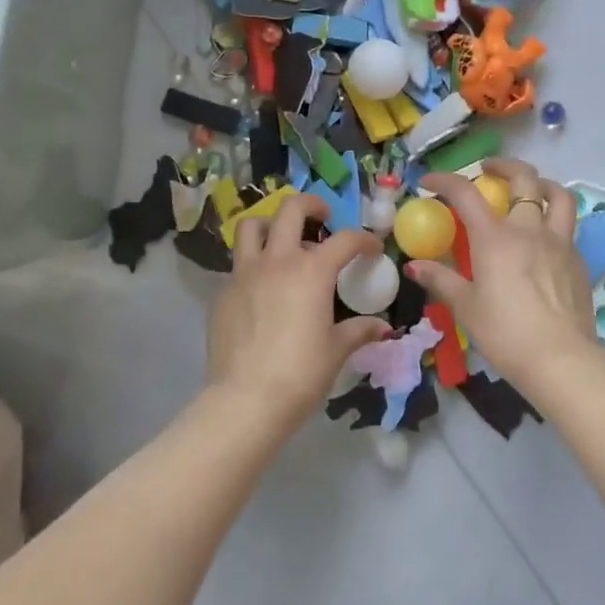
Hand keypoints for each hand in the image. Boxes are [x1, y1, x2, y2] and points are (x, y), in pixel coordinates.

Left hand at [206, 193, 390, 432]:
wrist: (245, 400)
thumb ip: (359, 331)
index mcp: (312, 271)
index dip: (364, 240)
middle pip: (291, 209)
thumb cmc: (300, 373)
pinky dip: (253, 265)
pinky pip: (238, 264)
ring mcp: (244, 273)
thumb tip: (382, 328)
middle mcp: (277, 260)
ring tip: (282, 240)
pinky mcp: (223, 292)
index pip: (346, 239)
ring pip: (251, 226)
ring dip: (270, 224)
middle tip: (322, 216)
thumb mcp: (336, 351)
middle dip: (311, 204)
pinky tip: (262, 289)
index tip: (372, 249)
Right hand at [411, 159, 597, 401]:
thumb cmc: (505, 333)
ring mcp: (558, 242)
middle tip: (487, 170)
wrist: (562, 359)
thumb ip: (441, 280)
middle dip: (503, 166)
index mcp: (495, 237)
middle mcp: (529, 229)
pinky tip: (543, 239)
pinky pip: (567, 227)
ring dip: (541, 183)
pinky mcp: (578, 260)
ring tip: (529, 189)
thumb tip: (414, 265)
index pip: (466, 193)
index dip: (445, 180)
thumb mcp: (466, 307)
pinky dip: (553, 220)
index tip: (429, 182)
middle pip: (523, 178)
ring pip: (558, 195)